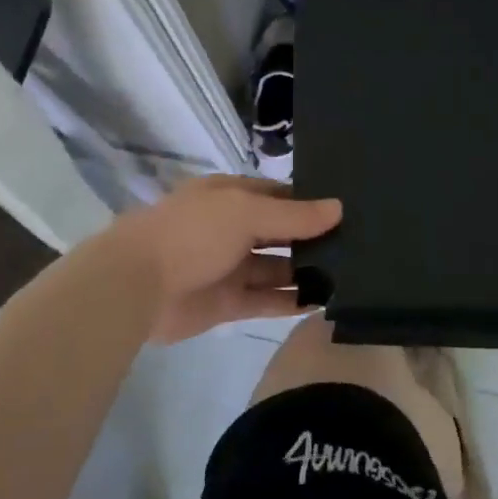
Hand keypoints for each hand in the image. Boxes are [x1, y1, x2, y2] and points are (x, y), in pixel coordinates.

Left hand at [110, 175, 341, 344]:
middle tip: (361, 246)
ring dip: (307, 272)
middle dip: (313, 239)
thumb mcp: (245, 213)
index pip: (279, 195)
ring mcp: (229, 267)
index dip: (310, 202)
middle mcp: (232, 229)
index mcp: (230, 197)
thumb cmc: (192, 234)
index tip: (349, 211)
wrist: (136, 286)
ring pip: (277, 269)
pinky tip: (325, 303)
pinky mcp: (227, 303)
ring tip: (352, 277)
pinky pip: (267, 301)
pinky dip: (292, 302)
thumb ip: (293, 215)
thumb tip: (338, 208)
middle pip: (280, 233)